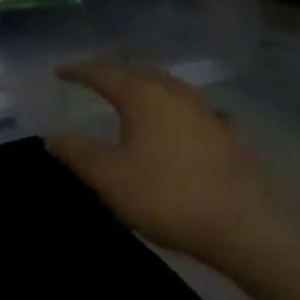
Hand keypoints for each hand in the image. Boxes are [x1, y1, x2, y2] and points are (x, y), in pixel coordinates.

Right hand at [47, 63, 298, 263]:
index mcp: (141, 95)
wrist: (247, 228)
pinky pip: (202, 112)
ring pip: (171, 87)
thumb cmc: (168, 196)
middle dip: (115, 72)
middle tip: (95, 78)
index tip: (60, 71)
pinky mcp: (232, 137)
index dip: (78, 72)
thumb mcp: (109, 177)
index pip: (102, 74)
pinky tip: (192, 120)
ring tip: (136, 93)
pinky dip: (187, 111)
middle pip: (139, 72)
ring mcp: (207, 112)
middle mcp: (174, 93)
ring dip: (149, 86)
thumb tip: (51, 136)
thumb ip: (77, 153)